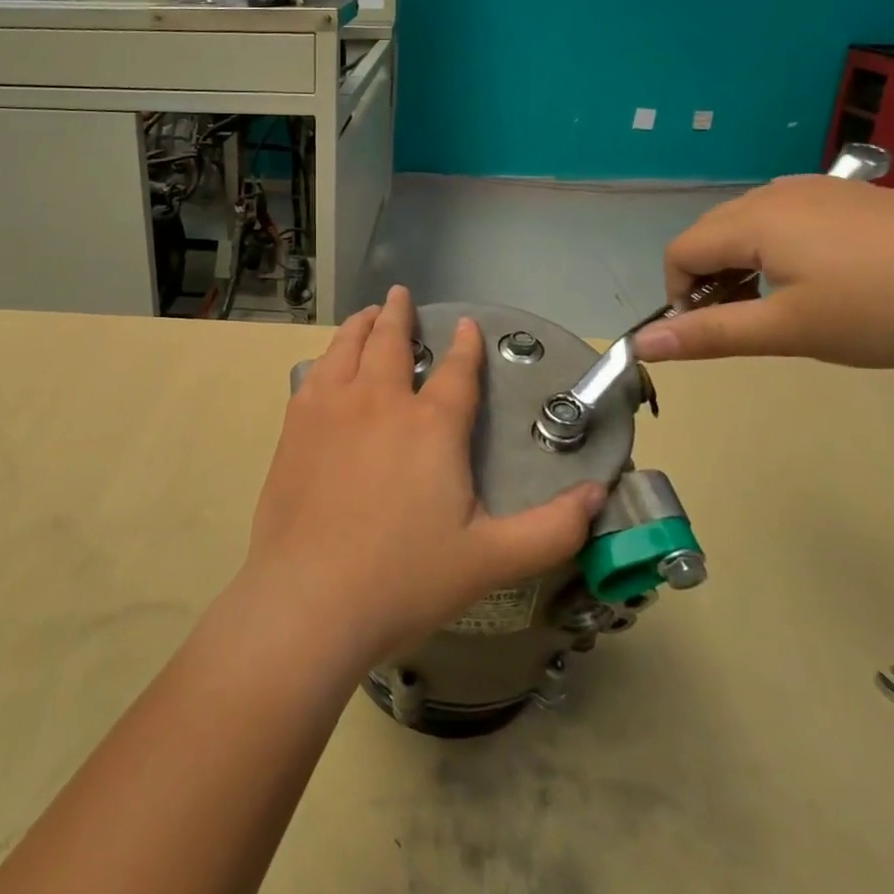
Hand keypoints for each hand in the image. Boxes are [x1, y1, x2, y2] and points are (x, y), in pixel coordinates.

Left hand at [243, 286, 605, 671]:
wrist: (310, 598)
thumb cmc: (405, 579)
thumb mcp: (492, 560)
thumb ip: (553, 528)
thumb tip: (597, 494)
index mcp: (431, 426)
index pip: (457, 371)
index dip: (466, 345)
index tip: (467, 324)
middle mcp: (380, 402)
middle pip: (392, 342)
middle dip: (401, 314)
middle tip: (402, 295)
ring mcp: (331, 409)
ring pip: (347, 347)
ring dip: (361, 325)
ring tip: (368, 314)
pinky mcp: (295, 426)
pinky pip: (314, 374)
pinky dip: (328, 356)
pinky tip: (328, 363)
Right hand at [631, 178, 893, 367]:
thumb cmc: (887, 307)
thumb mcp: (789, 330)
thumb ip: (709, 335)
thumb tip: (639, 343)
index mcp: (753, 221)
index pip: (679, 253)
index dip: (678, 296)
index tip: (713, 332)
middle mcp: (777, 194)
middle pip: (711, 235)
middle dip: (709, 281)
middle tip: (750, 323)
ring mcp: (821, 190)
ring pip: (750, 226)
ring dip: (744, 266)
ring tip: (788, 305)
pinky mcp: (856, 198)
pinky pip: (790, 219)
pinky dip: (781, 251)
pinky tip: (828, 280)